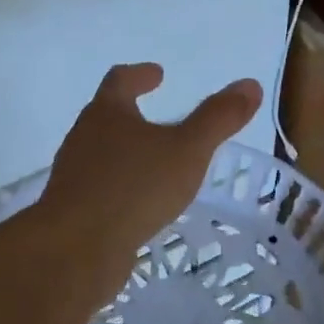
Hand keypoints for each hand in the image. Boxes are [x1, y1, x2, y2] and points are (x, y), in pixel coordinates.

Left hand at [40, 64, 262, 296]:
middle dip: (130, 114)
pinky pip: (100, 189)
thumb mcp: (187, 150)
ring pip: (101, 154)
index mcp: (106, 113)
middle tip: (158, 117)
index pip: (120, 80)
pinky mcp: (73, 211)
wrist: (75, 250)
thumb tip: (250, 85)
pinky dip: (121, 187)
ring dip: (126, 153)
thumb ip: (217, 118)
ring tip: (154, 163)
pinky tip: (140, 204)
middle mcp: (83, 138)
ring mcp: (74, 176)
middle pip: (105, 116)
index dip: (140, 74)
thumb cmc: (133, 188)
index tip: (157, 73)